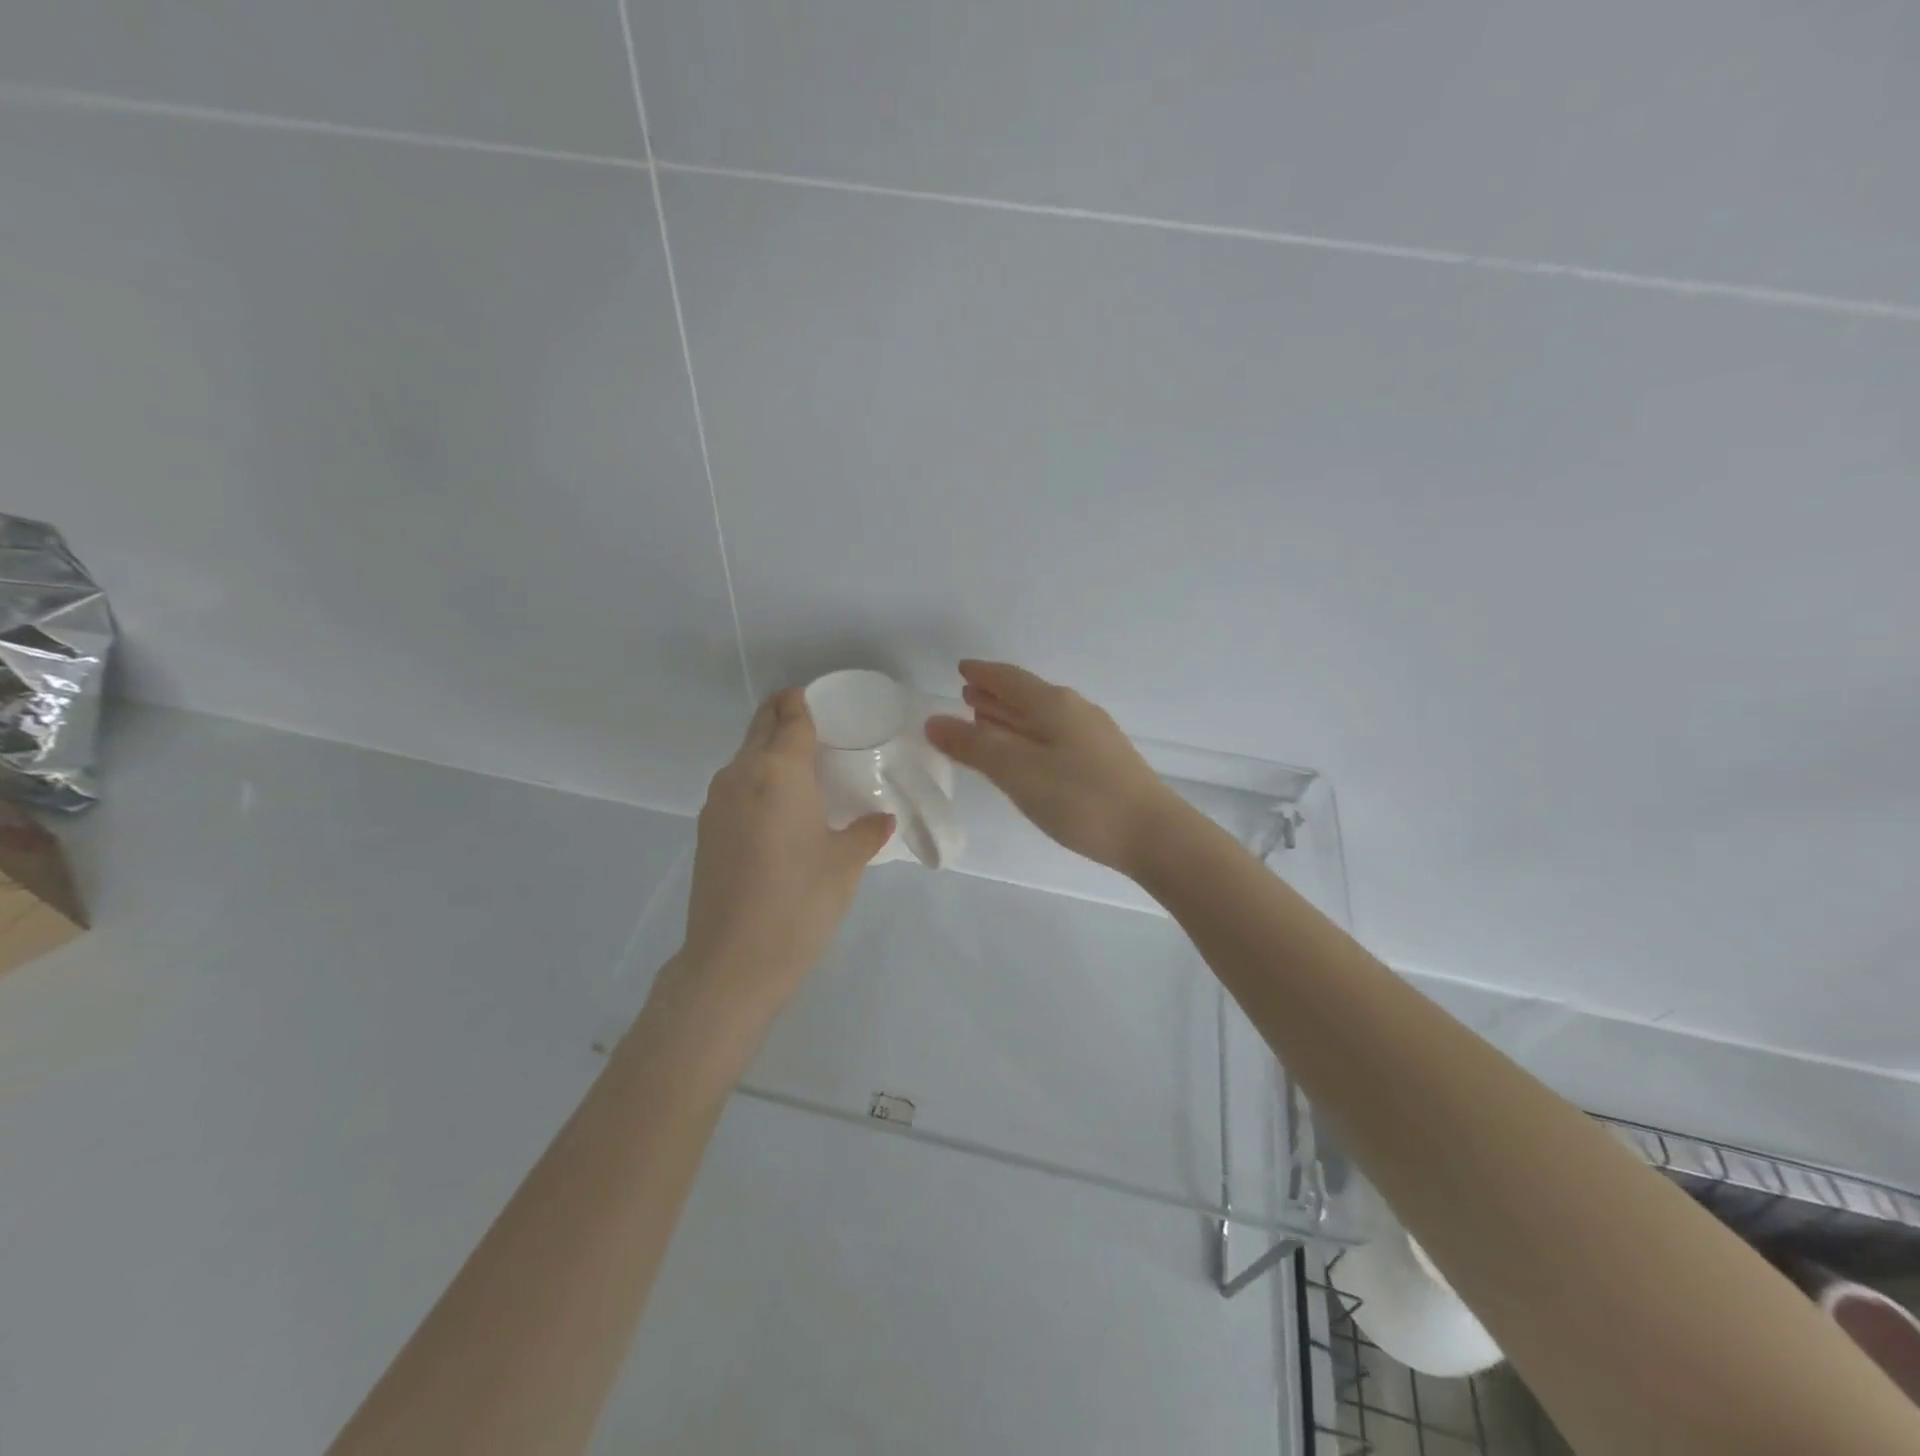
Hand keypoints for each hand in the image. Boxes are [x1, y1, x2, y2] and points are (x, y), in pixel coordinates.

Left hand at [666, 688, 893, 1027]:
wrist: (733, 961)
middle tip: (819, 725)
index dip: (805, 700)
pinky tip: (781, 809)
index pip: (791, 715)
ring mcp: (717, 802)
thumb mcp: (846, 863)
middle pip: (761, 726)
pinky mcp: (707, 829)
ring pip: (745, 757)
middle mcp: (740, 773)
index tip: (825, 699)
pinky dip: (758, 781)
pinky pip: (736, 786)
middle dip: (785, 715)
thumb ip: (866, 830)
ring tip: (805, 769)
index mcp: (778, 770)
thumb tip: (879, 818)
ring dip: (770, 750)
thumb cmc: (800, 901)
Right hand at [926, 661, 1179, 875]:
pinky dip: (1029, 736)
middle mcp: (1075, 711)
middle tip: (966, 695)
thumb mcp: (1018, 771)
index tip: (960, 669)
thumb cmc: (1080, 799)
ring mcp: (1093, 736)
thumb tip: (934, 721)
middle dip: (995, 695)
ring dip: (1011, 716)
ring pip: (1042, 717)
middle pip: (1027, 695)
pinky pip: (1054, 736)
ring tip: (986, 720)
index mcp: (1054, 704)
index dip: (982, 674)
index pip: (1010, 679)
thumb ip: (975, 746)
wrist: (1153, 834)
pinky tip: (1026, 753)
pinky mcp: (1104, 761)